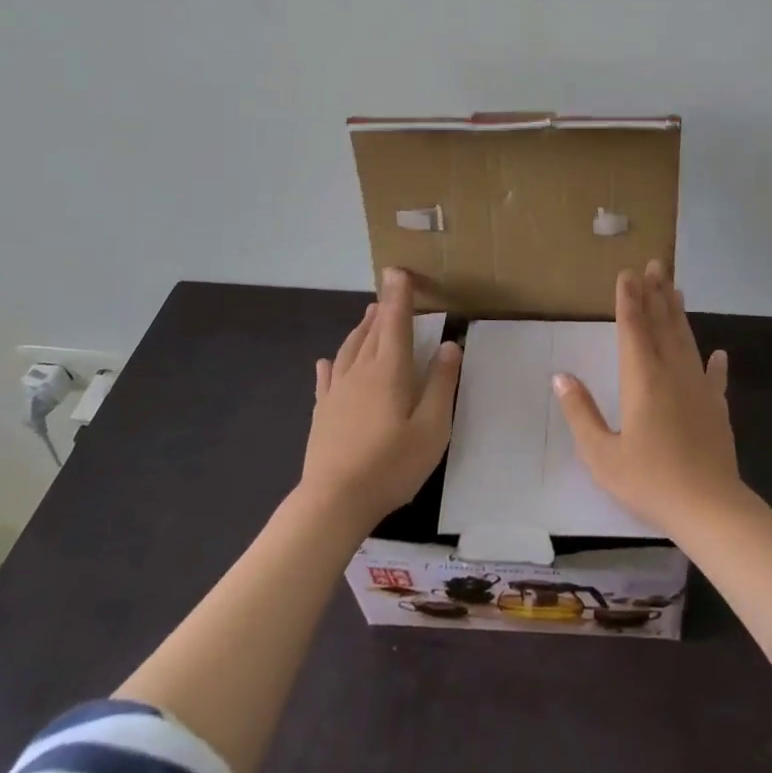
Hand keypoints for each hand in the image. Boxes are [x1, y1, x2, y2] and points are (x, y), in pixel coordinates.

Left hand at [303, 268, 461, 529]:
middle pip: (373, 331)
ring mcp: (337, 392)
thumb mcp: (432, 428)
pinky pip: (327, 377)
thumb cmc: (391, 465)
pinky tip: (328, 360)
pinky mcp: (322, 413)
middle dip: (383, 306)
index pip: (396, 322)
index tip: (398, 270)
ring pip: (350, 348)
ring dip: (361, 328)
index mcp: (389, 371)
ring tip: (369, 314)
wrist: (334, 502)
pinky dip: (332, 362)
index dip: (399, 295)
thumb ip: (441, 384)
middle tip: (390, 286)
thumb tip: (448, 345)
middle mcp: (361, 372)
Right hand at [552, 260, 742, 536]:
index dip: (629, 299)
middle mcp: (672, 374)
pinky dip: (715, 364)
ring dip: (679, 314)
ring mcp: (698, 389)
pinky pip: (714, 378)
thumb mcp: (602, 454)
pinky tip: (719, 352)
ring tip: (676, 288)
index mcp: (642, 379)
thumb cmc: (649, 481)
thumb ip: (580, 412)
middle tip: (655, 264)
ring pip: (687, 341)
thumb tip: (560, 376)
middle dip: (656, 293)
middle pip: (663, 325)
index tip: (627, 273)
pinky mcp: (716, 408)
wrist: (709, 508)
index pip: (633, 329)